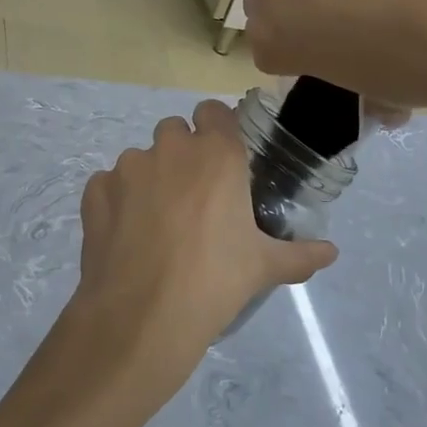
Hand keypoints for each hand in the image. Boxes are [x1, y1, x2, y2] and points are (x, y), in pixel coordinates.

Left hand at [60, 101, 336, 403]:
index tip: (222, 159)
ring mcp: (127, 168)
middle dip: (182, 153)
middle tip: (193, 197)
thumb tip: (331, 252)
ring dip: (149, 178)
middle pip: (174, 131)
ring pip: (140, 158)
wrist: (143, 315)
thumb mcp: (264, 267)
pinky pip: (107, 184)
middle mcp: (170, 149)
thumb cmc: (215, 281)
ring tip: (156, 223)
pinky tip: (125, 234)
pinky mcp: (95, 192)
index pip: (215, 111)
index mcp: (216, 155)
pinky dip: (116, 200)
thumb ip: (300, 254)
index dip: (217, 129)